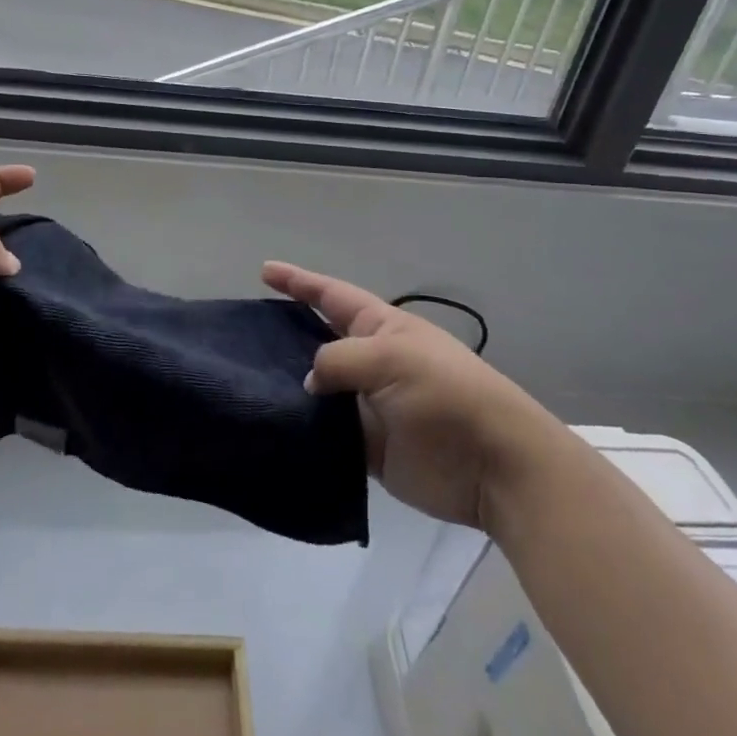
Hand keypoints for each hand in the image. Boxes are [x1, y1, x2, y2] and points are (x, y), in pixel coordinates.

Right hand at [263, 262, 551, 532]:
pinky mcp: (368, 447)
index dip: (298, 282)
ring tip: (247, 384)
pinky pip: (327, 433)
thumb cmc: (445, 393)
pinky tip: (273, 429)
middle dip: (285, 335)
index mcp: (380, 327)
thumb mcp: (390, 358)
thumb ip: (338, 361)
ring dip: (288, 388)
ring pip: (317, 390)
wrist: (493, 465)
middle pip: (318, 341)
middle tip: (243, 337)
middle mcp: (370, 361)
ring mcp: (368, 404)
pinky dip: (304, 431)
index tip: (264, 271)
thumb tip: (308, 382)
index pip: (330, 295)